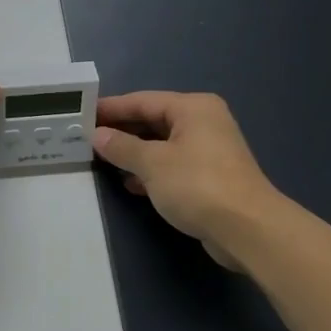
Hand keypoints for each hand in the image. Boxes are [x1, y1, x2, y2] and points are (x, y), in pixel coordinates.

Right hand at [92, 91, 284, 270]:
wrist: (248, 230)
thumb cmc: (198, 185)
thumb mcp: (152, 163)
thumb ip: (121, 147)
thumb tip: (97, 135)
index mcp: (192, 108)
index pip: (142, 100)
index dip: (110, 108)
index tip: (81, 113)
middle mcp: (203, 122)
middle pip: (152, 120)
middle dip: (121, 130)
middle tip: (86, 137)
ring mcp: (209, 150)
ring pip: (161, 144)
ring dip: (133, 152)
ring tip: (101, 159)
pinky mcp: (210, 177)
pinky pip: (171, 164)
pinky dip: (150, 170)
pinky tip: (129, 182)